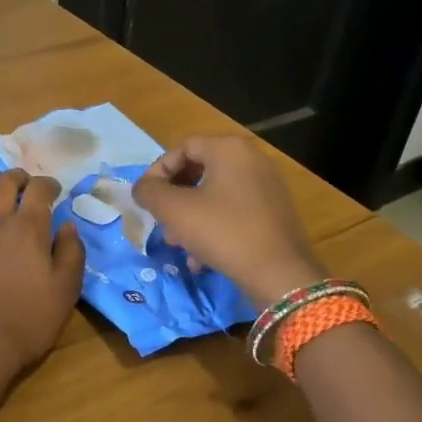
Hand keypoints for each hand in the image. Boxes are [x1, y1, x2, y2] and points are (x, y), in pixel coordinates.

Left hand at [0, 170, 85, 372]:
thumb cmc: (28, 320)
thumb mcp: (65, 291)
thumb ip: (71, 253)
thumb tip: (68, 225)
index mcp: (27, 229)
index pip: (38, 191)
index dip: (48, 185)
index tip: (54, 190)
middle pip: (2, 185)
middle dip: (16, 178)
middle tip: (24, 183)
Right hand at [130, 135, 322, 300]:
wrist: (279, 273)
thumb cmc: (222, 231)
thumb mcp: (174, 209)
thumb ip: (149, 191)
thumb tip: (142, 187)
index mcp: (229, 149)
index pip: (182, 148)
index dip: (157, 171)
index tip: (146, 199)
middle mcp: (252, 160)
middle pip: (198, 171)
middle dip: (174, 199)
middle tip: (161, 222)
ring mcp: (267, 187)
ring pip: (214, 195)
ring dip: (189, 218)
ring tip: (179, 244)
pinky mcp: (274, 213)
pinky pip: (233, 212)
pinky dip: (213, 229)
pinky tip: (201, 258)